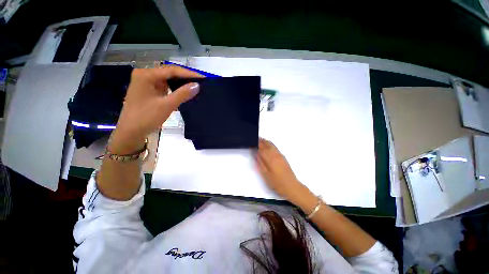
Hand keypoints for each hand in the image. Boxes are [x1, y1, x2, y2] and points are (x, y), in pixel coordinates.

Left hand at [110, 67, 202, 153]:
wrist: (131, 132)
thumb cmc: (146, 117)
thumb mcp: (166, 105)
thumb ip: (182, 94)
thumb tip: (197, 85)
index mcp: (146, 75)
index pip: (172, 70)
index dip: (189, 74)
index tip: (203, 78)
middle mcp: (145, 75)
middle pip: (169, 73)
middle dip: (185, 78)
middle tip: (201, 83)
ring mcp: (147, 83)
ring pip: (168, 80)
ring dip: (181, 83)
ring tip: (195, 86)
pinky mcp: (149, 91)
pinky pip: (165, 87)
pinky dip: (175, 89)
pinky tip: (184, 92)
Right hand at [255, 138, 310, 203]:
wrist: (291, 186)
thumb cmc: (277, 182)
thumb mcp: (266, 175)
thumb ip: (260, 163)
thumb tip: (256, 154)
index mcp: (270, 159)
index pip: (262, 149)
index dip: (257, 144)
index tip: (253, 141)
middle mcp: (275, 155)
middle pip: (267, 145)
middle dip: (262, 141)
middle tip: (256, 138)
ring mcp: (280, 156)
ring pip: (272, 146)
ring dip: (266, 142)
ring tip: (261, 139)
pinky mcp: (283, 157)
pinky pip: (276, 148)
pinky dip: (271, 144)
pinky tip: (269, 145)